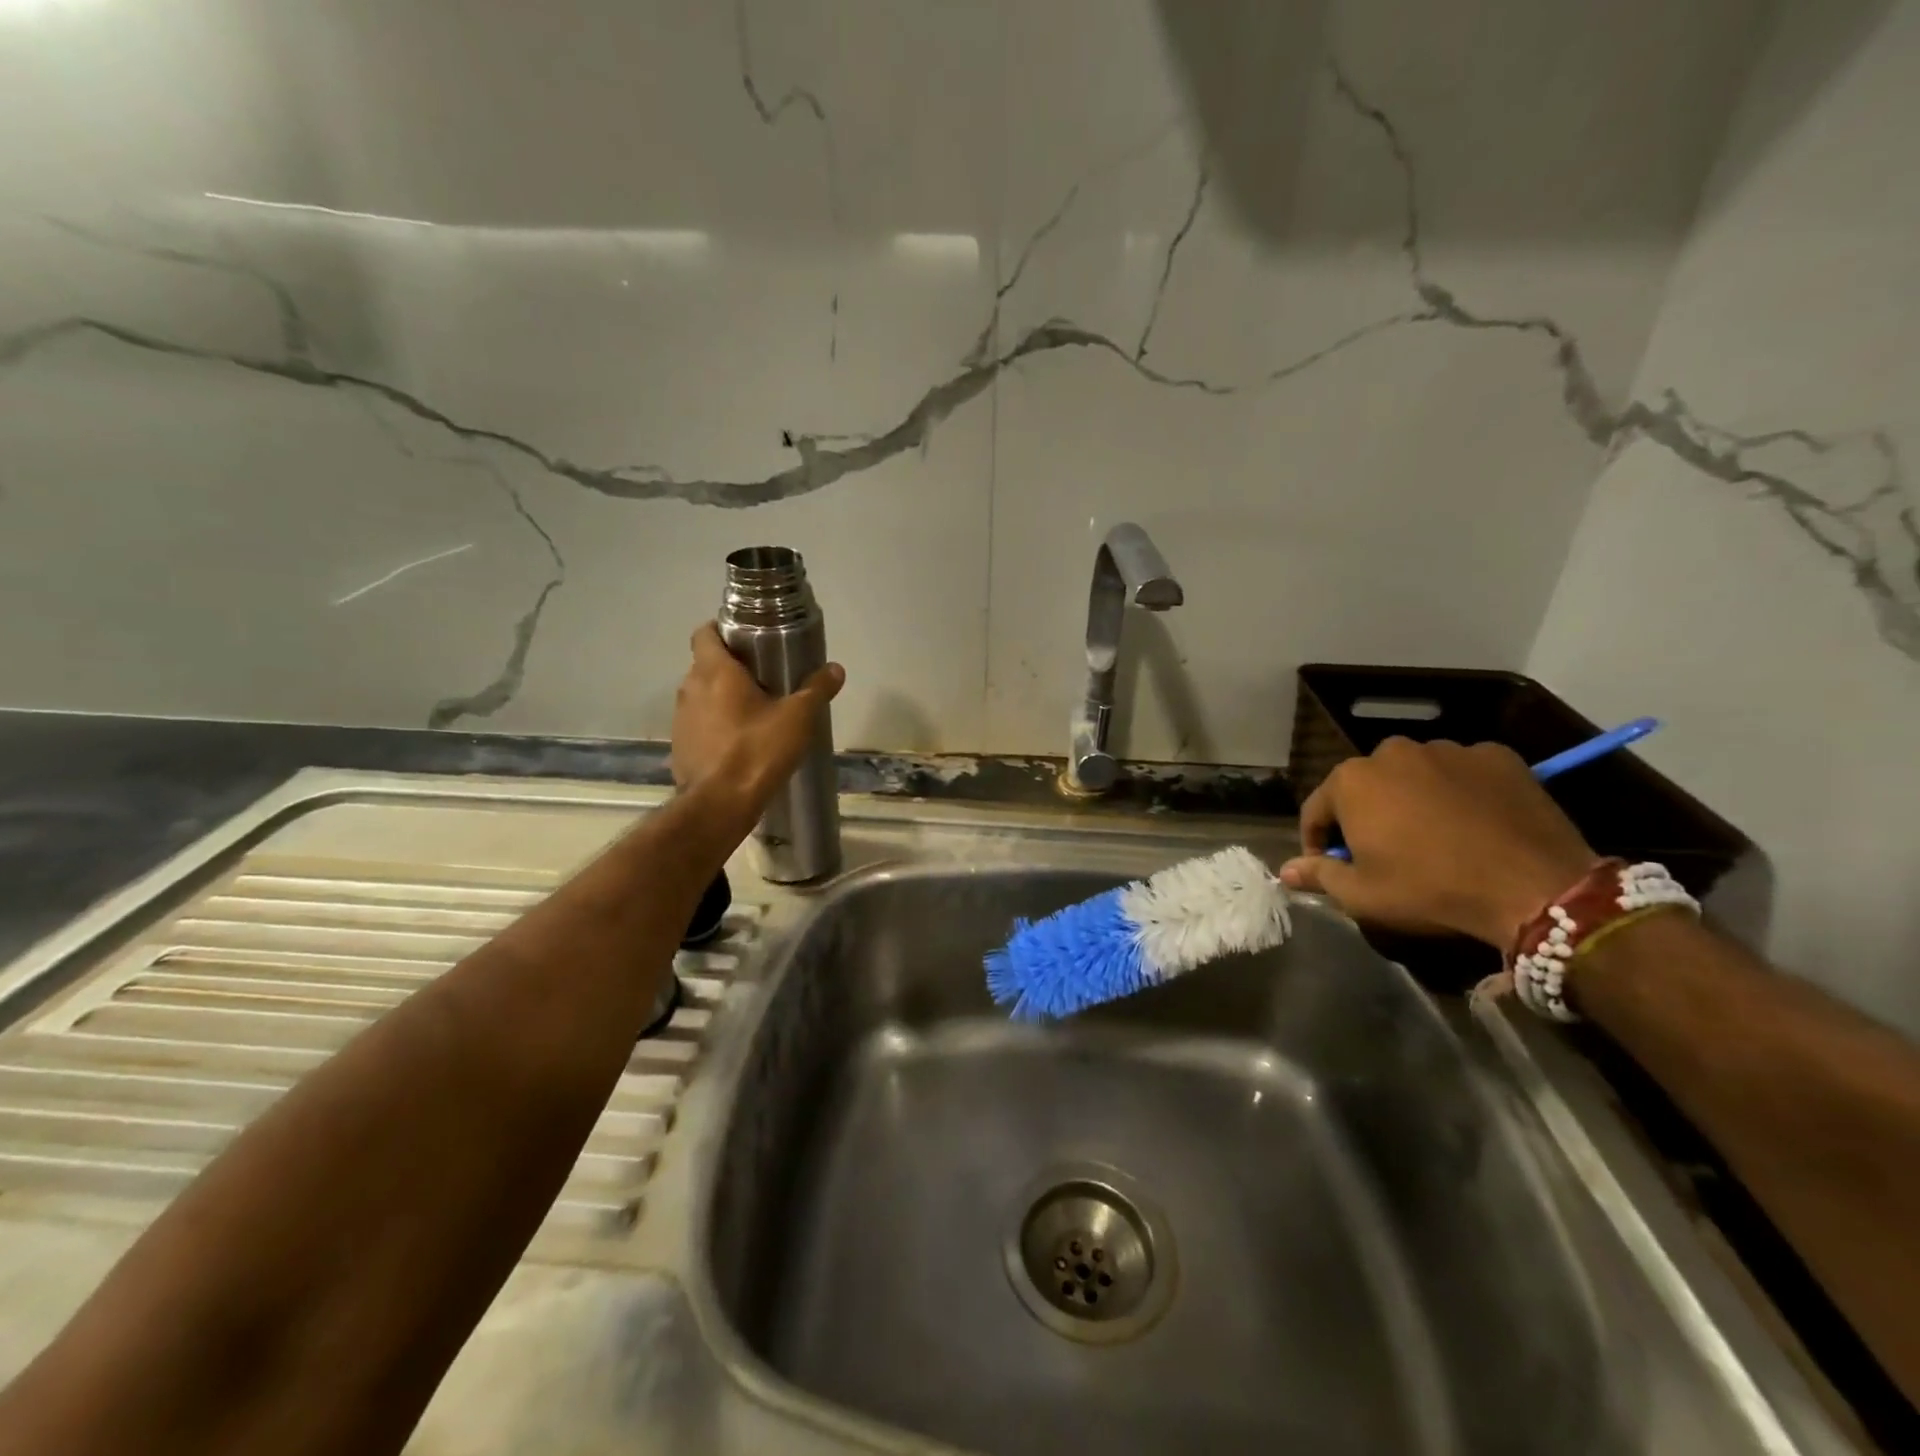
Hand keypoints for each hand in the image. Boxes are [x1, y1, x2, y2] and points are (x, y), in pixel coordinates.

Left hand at [671, 622, 843, 822]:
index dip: (722, 630)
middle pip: (705, 665)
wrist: (719, 804)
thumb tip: (835, 668)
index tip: (746, 639)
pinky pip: (698, 725)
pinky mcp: (680, 746)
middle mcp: (690, 688)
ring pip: (701, 696)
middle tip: (762, 677)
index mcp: (714, 671)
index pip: (705, 633)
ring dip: (721, 698)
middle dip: (730, 667)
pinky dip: (714, 726)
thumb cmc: (758, 750)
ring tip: (753, 712)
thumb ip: (817, 689)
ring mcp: (681, 719)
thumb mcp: (798, 718)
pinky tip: (738, 742)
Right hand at [1278, 738, 1596, 947]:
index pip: (1316, 810)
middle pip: (1365, 786)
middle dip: (1365, 816)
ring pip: (1414, 775)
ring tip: (1432, 837)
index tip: (1330, 867)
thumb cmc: (1430, 889)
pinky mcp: (1497, 756)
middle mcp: (1393, 752)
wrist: (1535, 887)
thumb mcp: (1362, 894)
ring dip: (1411, 800)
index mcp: (1352, 781)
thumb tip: (1286, 870)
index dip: (1317, 842)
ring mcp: (1448, 749)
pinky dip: (1459, 793)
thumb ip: (1319, 875)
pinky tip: (1473, 824)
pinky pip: (1463, 773)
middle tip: (1382, 853)